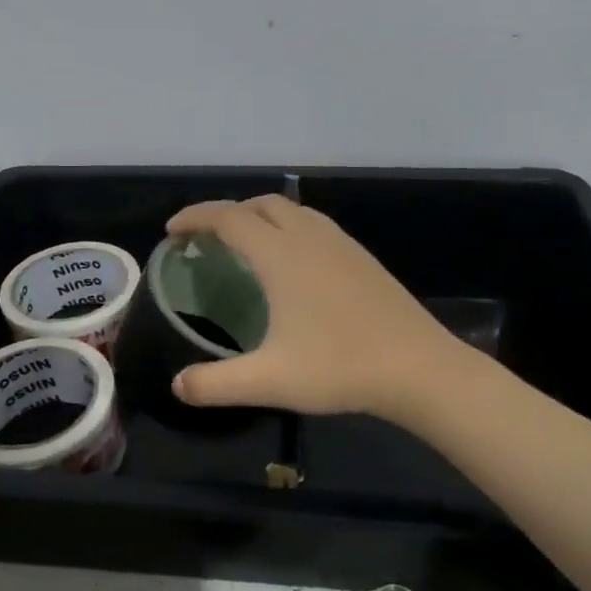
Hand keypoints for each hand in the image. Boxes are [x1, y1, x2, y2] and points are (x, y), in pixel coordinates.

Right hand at [165, 196, 467, 422]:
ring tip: (244, 246)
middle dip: (226, 213)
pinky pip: (313, 226)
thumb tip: (177, 385)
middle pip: (260, 204)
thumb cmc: (339, 367)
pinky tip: (292, 264)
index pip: (229, 218)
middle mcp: (309, 237)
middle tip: (205, 240)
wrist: (419, 368)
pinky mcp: (362, 258)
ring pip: (292, 211)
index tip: (172, 231)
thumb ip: (215, 383)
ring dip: (260, 217)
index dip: (196, 218)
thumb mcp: (269, 381)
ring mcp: (341, 244)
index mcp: (282, 255)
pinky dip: (287, 228)